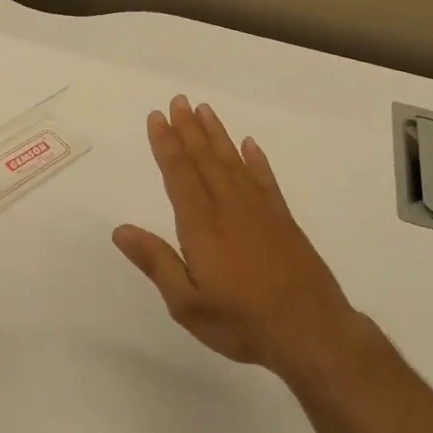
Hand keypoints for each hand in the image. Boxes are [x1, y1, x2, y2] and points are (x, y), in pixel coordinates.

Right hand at [114, 95, 371, 390]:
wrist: (312, 332)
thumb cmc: (242, 322)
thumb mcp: (187, 303)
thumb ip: (156, 262)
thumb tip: (120, 230)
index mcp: (202, 226)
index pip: (179, 175)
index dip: (166, 145)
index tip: (157, 117)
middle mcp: (229, 208)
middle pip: (204, 159)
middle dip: (188, 129)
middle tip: (178, 100)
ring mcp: (260, 211)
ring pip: (233, 162)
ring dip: (216, 135)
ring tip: (204, 110)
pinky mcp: (283, 220)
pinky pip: (265, 179)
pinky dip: (256, 160)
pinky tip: (249, 145)